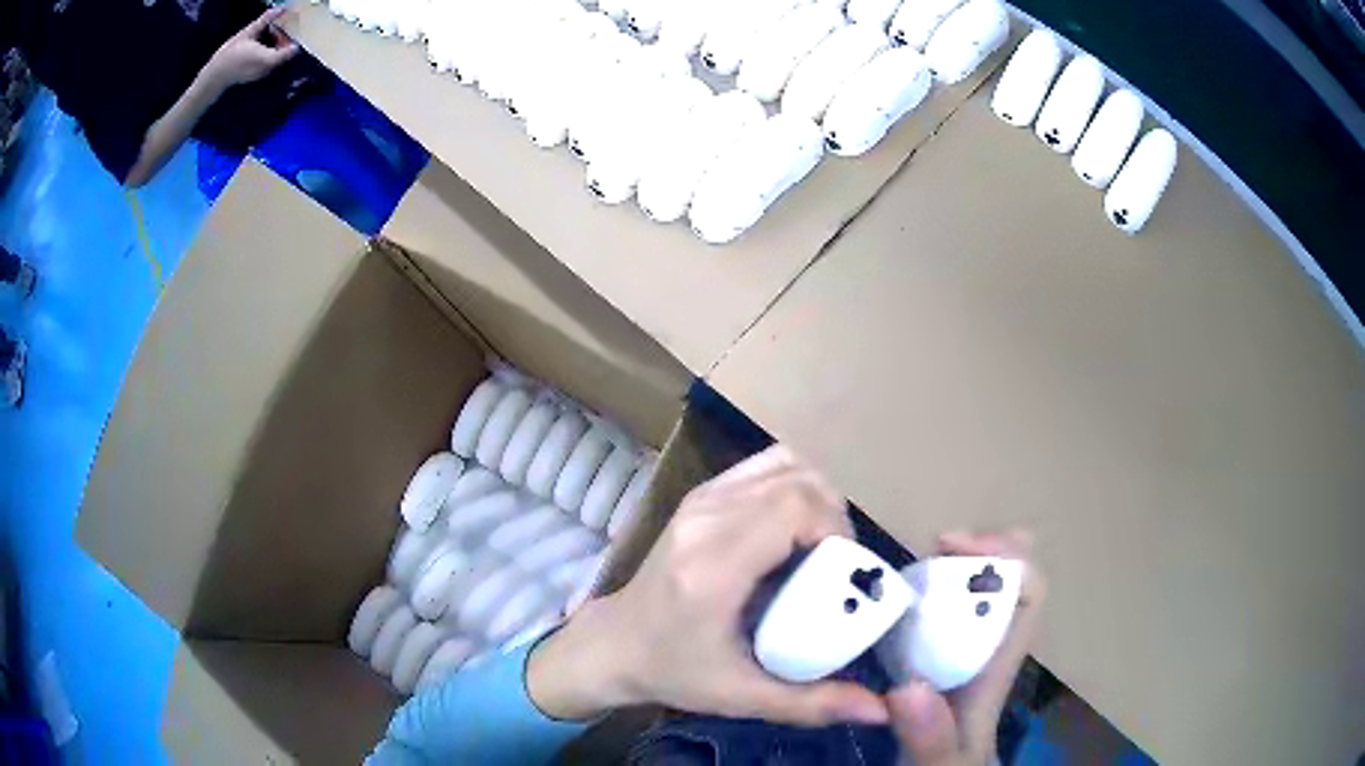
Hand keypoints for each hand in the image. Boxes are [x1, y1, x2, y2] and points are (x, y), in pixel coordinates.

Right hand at [203, 7, 299, 89]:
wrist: (214, 77)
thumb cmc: (230, 54)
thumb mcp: (248, 32)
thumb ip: (265, 20)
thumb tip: (281, 9)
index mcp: (267, 58)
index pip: (291, 50)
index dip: (292, 37)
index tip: (289, 26)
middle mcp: (267, 68)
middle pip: (285, 52)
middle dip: (284, 38)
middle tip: (276, 27)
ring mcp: (262, 74)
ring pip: (278, 57)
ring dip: (276, 44)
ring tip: (268, 33)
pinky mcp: (256, 75)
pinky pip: (269, 62)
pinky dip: (269, 52)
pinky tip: (260, 44)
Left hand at [528, 446, 890, 726]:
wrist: (615, 643)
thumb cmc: (675, 670)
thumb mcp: (742, 696)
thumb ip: (813, 704)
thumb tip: (880, 711)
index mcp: (714, 565)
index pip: (795, 506)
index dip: (837, 529)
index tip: (842, 572)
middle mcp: (706, 518)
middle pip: (798, 479)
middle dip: (833, 516)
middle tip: (835, 563)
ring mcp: (700, 499)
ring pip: (784, 464)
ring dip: (815, 497)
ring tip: (818, 544)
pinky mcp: (699, 494)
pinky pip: (764, 467)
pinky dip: (792, 486)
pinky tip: (792, 529)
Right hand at [889, 530, 1045, 765]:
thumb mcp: (940, 764)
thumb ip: (930, 738)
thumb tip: (908, 688)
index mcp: (997, 664)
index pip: (1029, 593)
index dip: (1001, 558)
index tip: (948, 547)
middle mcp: (990, 648)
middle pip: (1011, 579)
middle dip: (982, 550)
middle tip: (932, 549)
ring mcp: (969, 651)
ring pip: (982, 590)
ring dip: (954, 566)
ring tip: (910, 569)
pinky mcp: (943, 659)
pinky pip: (947, 610)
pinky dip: (929, 592)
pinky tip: (894, 604)